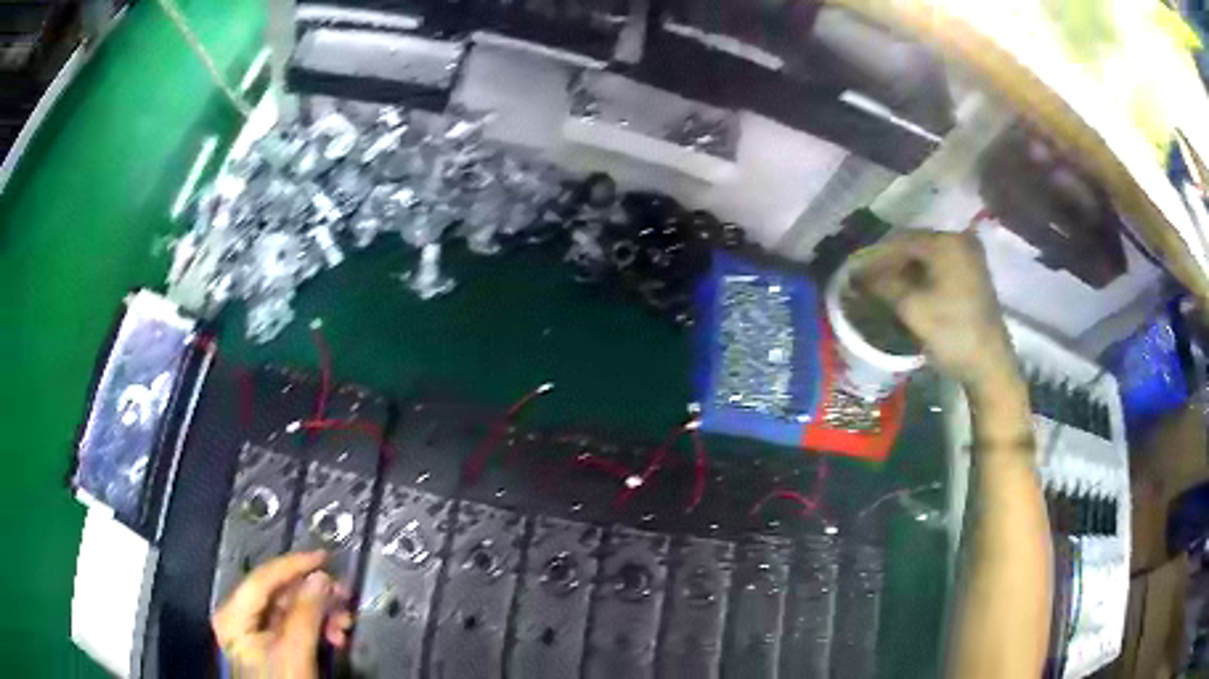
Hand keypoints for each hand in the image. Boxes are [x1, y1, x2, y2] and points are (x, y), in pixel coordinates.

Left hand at [212, 551, 353, 678]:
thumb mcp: (295, 651)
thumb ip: (306, 614)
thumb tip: (320, 577)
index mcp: (233, 614)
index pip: (263, 578)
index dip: (294, 565)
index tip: (324, 557)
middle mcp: (240, 616)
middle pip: (280, 593)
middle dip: (315, 597)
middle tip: (343, 595)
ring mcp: (255, 632)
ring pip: (291, 609)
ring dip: (321, 614)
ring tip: (344, 623)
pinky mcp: (271, 646)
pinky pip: (295, 625)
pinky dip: (317, 628)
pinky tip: (336, 636)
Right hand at [850, 231, 1015, 391]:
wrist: (990, 365)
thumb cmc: (952, 333)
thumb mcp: (912, 309)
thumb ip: (882, 286)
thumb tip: (856, 276)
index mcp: (946, 241)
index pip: (900, 241)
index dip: (874, 258)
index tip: (853, 275)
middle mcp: (959, 240)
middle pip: (914, 246)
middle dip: (889, 264)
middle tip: (867, 283)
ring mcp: (970, 257)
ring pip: (927, 257)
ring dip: (905, 272)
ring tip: (884, 289)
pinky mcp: (974, 274)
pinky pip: (940, 267)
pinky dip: (922, 277)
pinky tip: (909, 292)